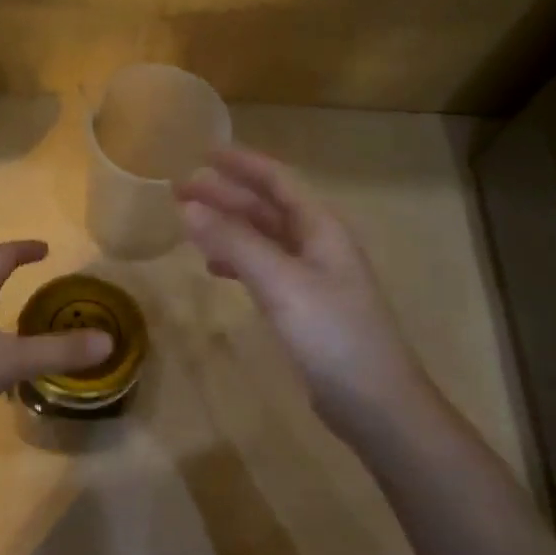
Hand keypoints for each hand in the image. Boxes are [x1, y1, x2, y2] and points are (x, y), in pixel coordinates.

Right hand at [178, 146, 431, 426]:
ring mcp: (312, 276)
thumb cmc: (332, 334)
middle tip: (180, 189)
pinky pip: (263, 267)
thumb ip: (234, 242)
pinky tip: (214, 267)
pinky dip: (237, 259)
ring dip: (228, 225)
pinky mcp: (304, 306)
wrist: (375, 402)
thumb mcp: (280, 282)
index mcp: (320, 228)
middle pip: (266, 207)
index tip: (202, 152)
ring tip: (189, 223)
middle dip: (225, 194)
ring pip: (263, 237)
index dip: (241, 163)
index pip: (277, 180)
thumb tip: (188, 206)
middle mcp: (318, 244)